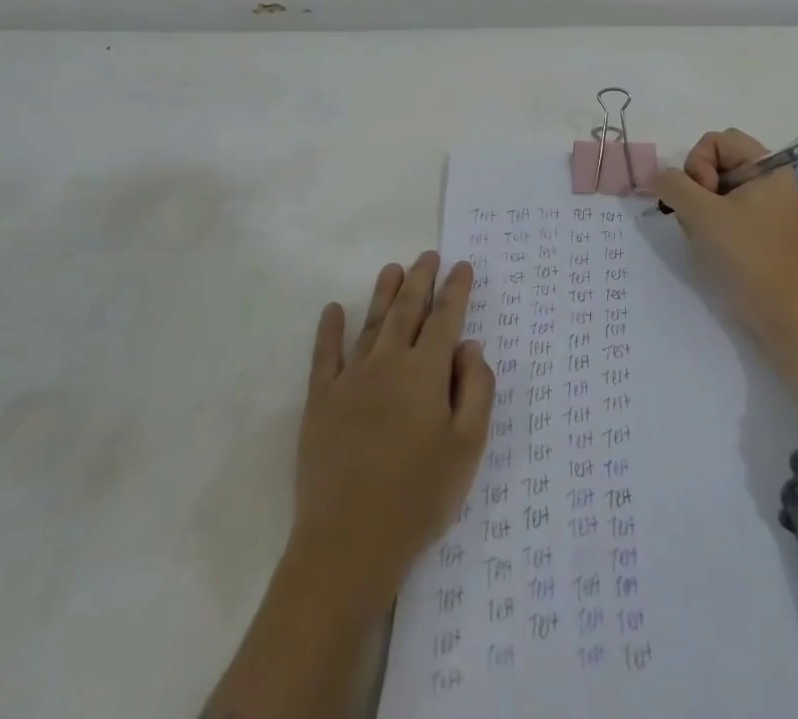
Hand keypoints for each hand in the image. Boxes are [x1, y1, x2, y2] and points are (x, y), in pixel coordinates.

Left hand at [290, 252, 493, 607]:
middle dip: (421, 279)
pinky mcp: (321, 402)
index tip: (462, 266)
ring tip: (392, 268)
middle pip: (407, 310)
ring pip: (371, 323)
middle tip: (428, 255)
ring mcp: (350, 379)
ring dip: (383, 293)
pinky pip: (325, 355)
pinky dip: (330, 330)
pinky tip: (333, 310)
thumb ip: (476, 390)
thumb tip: (470, 346)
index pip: (445, 319)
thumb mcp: (468, 447)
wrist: (349, 542)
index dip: (456, 290)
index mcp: (426, 372)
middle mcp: (388, 363)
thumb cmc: (419, 496)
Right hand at [653, 129, 797, 420]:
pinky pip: (721, 210)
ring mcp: (764, 206)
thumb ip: (673, 185)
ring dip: (698, 208)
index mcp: (768, 167)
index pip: (717, 140)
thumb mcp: (702, 215)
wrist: (782, 318)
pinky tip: (709, 246)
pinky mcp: (756, 230)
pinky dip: (707, 223)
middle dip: (696, 186)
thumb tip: (654, 175)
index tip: (703, 197)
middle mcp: (769, 180)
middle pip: (715, 162)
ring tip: (704, 235)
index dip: (699, 162)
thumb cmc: (747, 258)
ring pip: (713, 188)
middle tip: (699, 217)